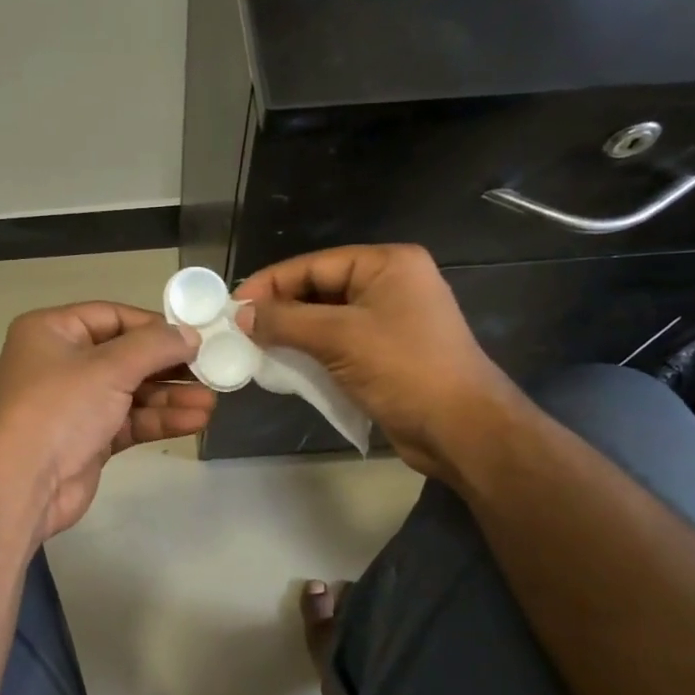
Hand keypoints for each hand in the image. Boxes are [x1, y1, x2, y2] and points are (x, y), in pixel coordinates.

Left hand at [0, 303, 213, 539]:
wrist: (21, 484)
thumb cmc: (59, 408)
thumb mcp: (108, 367)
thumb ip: (154, 346)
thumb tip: (190, 334)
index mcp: (53, 330)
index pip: (112, 316)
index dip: (154, 325)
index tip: (194, 336)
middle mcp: (61, 362)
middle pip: (126, 355)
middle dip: (169, 366)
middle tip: (212, 369)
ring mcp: (74, 403)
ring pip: (131, 392)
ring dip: (170, 396)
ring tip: (212, 401)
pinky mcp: (87, 438)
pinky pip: (129, 420)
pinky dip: (159, 419)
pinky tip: (195, 420)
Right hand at [234, 245, 517, 482]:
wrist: (461, 429)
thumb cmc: (403, 369)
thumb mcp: (338, 338)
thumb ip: (285, 321)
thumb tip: (241, 314)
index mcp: (387, 265)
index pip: (314, 265)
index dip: (271, 283)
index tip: (232, 304)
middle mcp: (390, 284)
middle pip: (319, 289)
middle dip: (280, 309)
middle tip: (239, 329)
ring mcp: (391, 320)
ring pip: (327, 318)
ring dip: (293, 333)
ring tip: (254, 347)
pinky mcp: (388, 353)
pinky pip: (339, 343)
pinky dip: (312, 352)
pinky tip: (285, 365)